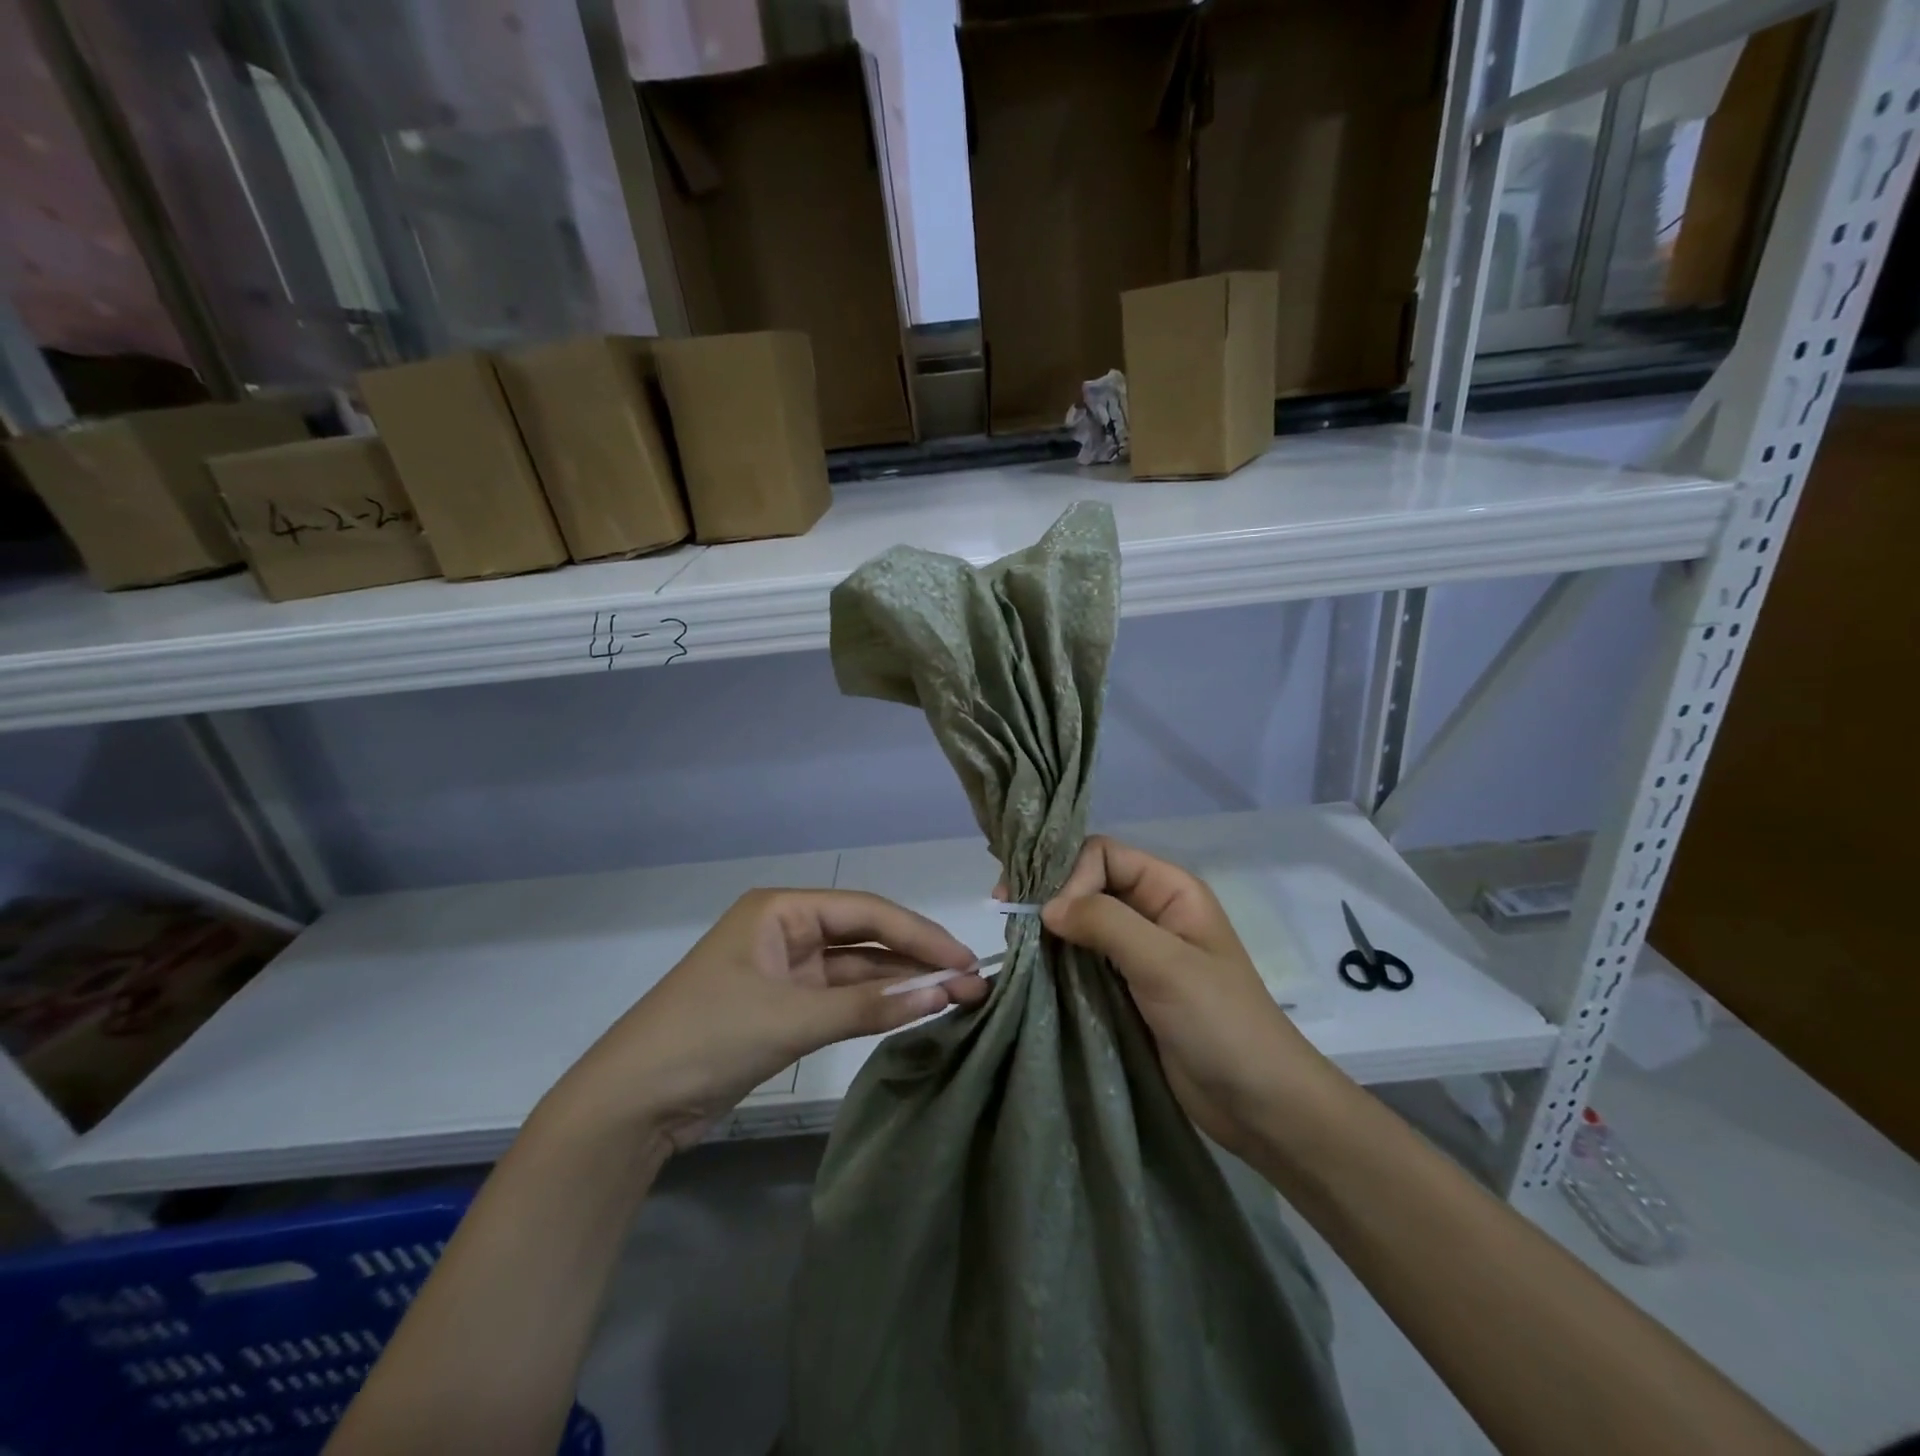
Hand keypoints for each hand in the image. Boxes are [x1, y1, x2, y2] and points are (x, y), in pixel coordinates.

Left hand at [552, 889, 986, 1153]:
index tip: (965, 958)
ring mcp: (786, 971)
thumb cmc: (708, 1037)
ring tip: (956, 996)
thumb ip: (868, 1006)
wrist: (630, 1104)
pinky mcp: (784, 1008)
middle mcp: (786, 931)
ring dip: (900, 983)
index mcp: (781, 910)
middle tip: (971, 980)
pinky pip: (841, 999)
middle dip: (916, 958)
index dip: (919, 933)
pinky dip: (874, 1006)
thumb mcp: (792, 1018)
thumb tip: (943, 992)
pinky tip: (913, 1011)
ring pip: (857, 970)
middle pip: (865, 937)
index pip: (866, 911)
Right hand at [1041, 837, 1322, 1159]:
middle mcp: (1151, 911)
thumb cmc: (1221, 1023)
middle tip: (1009, 918)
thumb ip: (1106, 923)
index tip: (1046, 914)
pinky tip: (1032, 969)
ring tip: (1015, 946)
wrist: (1260, 1105)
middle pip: (1088, 882)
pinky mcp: (1125, 988)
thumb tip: (1045, 906)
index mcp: (1170, 889)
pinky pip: (1082, 960)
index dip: (1070, 874)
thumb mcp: (1166, 964)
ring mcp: (1137, 952)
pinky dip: (1057, 960)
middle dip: (1050, 895)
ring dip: (1049, 930)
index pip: (1103, 855)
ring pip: (1081, 922)